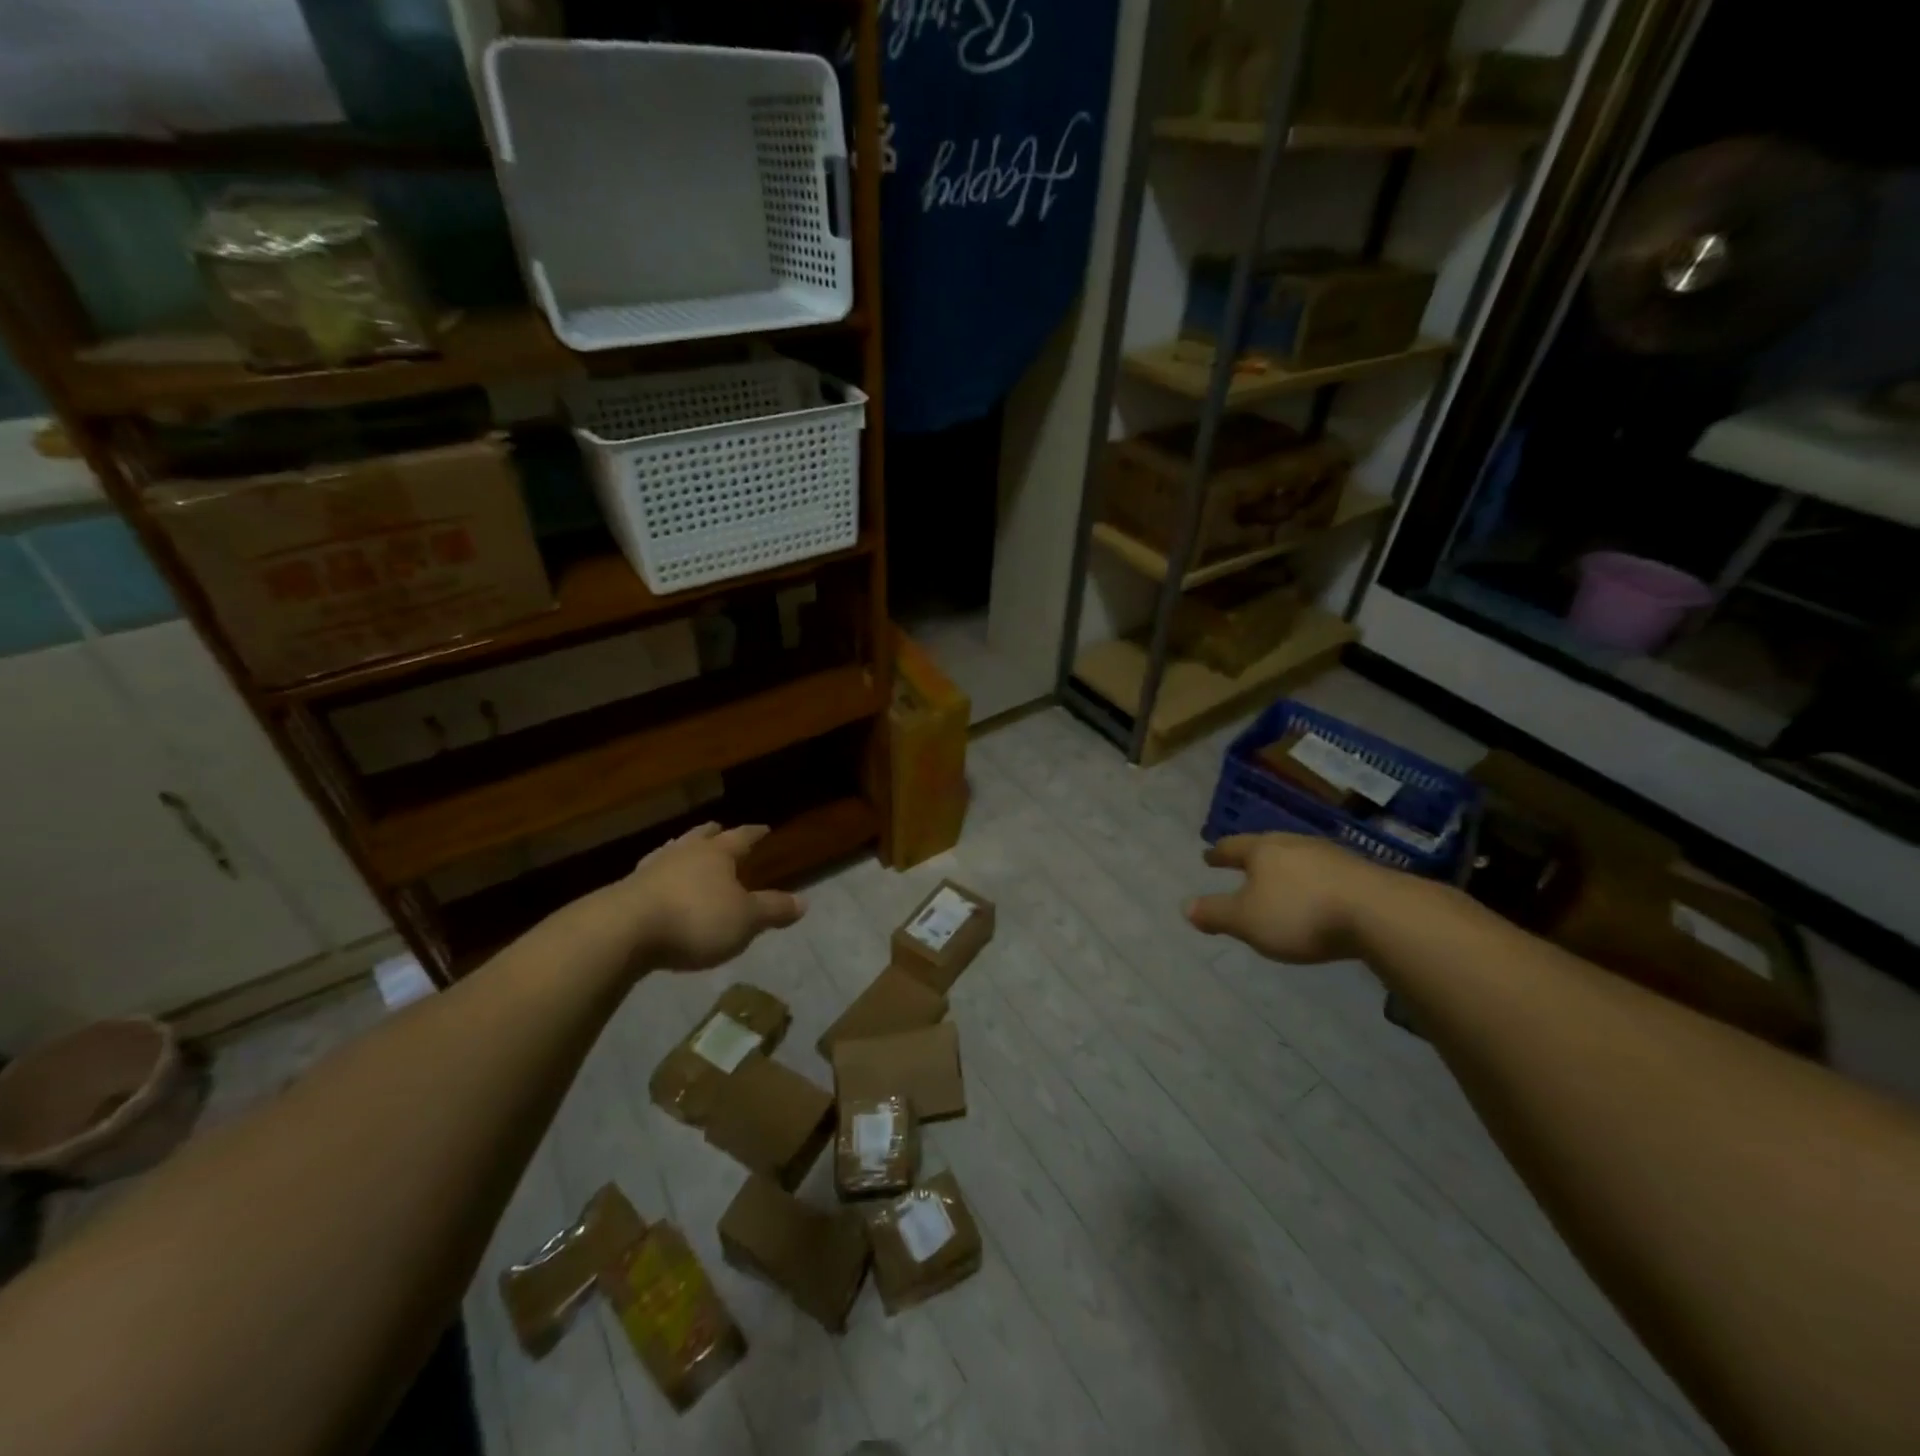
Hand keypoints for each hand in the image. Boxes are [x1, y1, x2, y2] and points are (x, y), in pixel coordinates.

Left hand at [610, 823, 804, 971]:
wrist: (623, 931)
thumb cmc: (695, 919)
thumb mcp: (745, 920)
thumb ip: (773, 909)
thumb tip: (804, 902)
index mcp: (716, 854)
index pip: (741, 837)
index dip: (754, 833)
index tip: (764, 827)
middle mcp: (684, 853)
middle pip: (701, 836)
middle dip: (713, 834)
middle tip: (719, 828)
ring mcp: (651, 869)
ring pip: (672, 851)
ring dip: (682, 850)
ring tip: (685, 850)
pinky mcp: (625, 891)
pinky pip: (650, 875)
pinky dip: (659, 875)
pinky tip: (657, 883)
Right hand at [1184, 833, 1378, 963]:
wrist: (1379, 913)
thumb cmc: (1300, 914)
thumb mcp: (1247, 921)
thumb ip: (1216, 913)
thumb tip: (1186, 906)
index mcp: (1263, 851)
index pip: (1233, 847)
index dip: (1218, 854)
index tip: (1208, 857)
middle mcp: (1294, 844)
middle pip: (1267, 846)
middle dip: (1253, 857)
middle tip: (1243, 864)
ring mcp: (1330, 855)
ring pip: (1298, 857)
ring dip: (1285, 868)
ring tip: (1279, 880)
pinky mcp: (1360, 873)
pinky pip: (1325, 873)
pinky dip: (1313, 882)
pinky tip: (1317, 895)